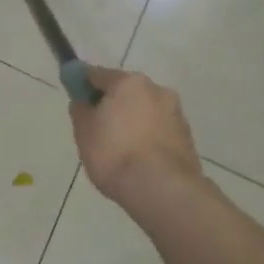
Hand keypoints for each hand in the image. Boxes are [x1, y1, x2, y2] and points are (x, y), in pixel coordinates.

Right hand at [69, 66, 203, 203]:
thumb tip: (84, 102)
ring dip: (133, 122)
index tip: (76, 98)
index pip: (97, 74)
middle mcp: (156, 90)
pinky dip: (148, 138)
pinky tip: (139, 159)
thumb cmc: (115, 154)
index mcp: (128, 83)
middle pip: (126, 92)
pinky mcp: (187, 137)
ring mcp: (176, 113)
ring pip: (145, 111)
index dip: (82, 84)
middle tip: (98, 128)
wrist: (162, 189)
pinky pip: (159, 131)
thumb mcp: (84, 132)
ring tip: (120, 150)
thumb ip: (81, 110)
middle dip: (112, 105)